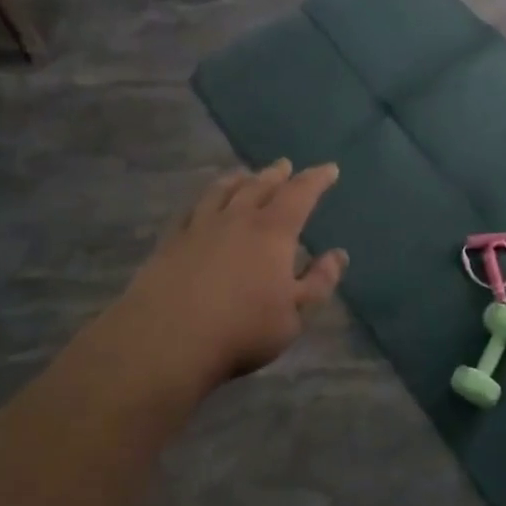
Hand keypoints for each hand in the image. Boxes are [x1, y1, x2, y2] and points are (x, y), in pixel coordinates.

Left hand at [93, 160, 347, 400]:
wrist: (167, 341)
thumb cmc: (242, 330)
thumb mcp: (295, 315)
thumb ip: (319, 282)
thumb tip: (339, 255)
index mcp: (273, 231)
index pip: (300, 194)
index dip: (316, 179)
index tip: (329, 169)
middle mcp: (237, 218)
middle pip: (260, 186)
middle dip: (277, 174)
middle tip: (285, 165)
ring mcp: (200, 227)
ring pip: (222, 191)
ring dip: (238, 179)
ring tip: (245, 174)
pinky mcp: (170, 241)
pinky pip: (190, 210)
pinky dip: (203, 200)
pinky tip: (201, 204)